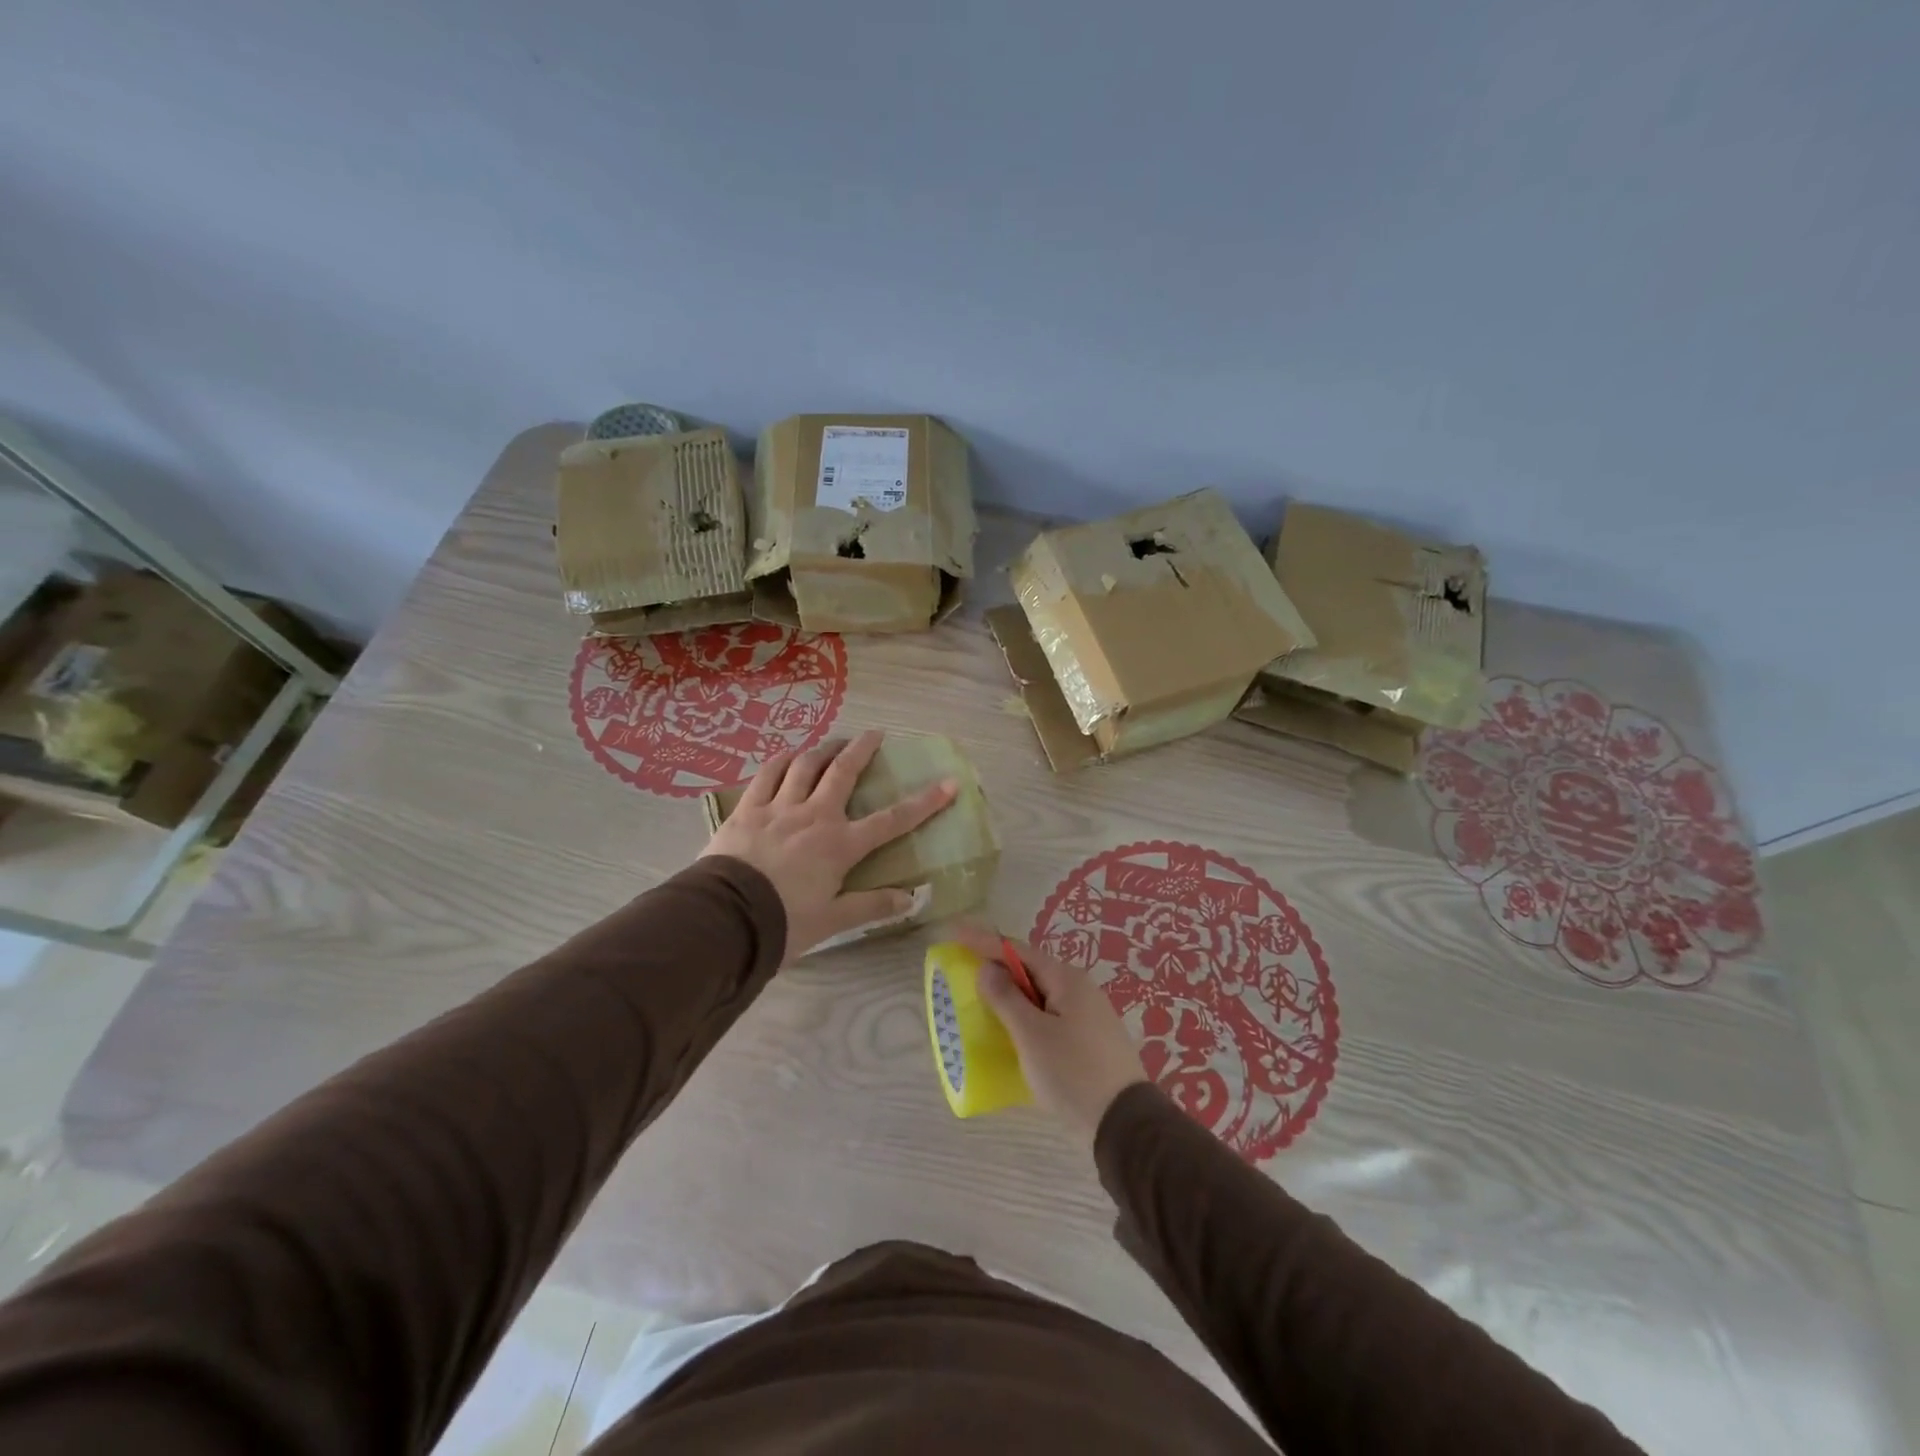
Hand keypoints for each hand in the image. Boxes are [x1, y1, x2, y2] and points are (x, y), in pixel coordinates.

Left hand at [701, 731, 956, 961]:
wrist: (724, 919)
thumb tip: (911, 899)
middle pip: (843, 772)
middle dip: (862, 750)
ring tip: (832, 742)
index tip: (948, 783)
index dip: (924, 802)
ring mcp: (778, 808)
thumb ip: (871, 905)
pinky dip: (781, 761)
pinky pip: (767, 774)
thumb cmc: (783, 923)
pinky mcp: (747, 809)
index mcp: (840, 845)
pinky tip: (787, 755)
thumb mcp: (832, 921)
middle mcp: (814, 816)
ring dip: (822, 749)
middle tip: (875, 734)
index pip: (891, 820)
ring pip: (805, 765)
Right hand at [951, 923, 1148, 1144]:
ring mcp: (1088, 1015)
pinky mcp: (1090, 1041)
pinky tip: (1013, 1031)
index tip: (956, 932)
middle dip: (998, 967)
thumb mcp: (1032, 1035)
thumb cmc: (1073, 1072)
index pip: (1018, 950)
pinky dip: (1027, 1016)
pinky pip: (1050, 1016)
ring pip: (1041, 995)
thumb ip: (1006, 998)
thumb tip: (988, 968)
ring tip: (983, 999)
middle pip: (1031, 969)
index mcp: (1067, 979)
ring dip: (1012, 994)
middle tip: (966, 967)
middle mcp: (1080, 989)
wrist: (1125, 1125)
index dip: (985, 941)